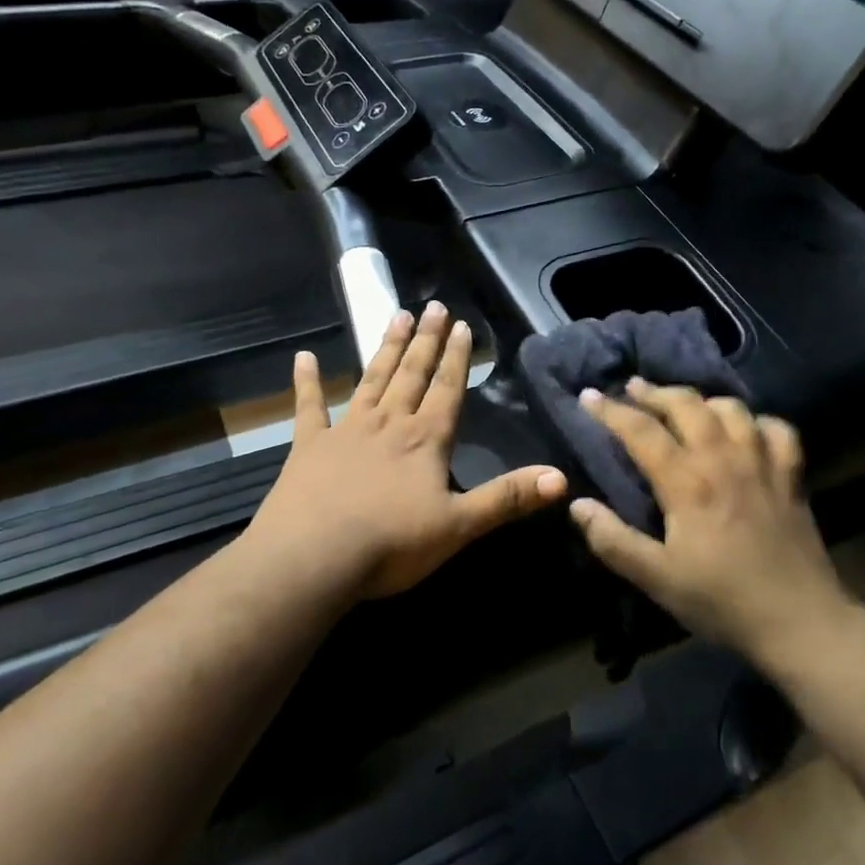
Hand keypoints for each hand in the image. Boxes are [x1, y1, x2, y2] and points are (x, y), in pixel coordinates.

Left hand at [243, 302, 567, 602]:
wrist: (313, 559)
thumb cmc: (391, 544)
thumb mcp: (459, 526)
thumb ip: (507, 498)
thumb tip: (561, 478)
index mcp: (425, 440)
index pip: (447, 389)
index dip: (456, 357)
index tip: (460, 324)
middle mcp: (388, 424)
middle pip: (411, 374)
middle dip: (425, 340)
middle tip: (433, 306)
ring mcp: (345, 431)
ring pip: (371, 380)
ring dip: (385, 349)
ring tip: (395, 316)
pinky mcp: (308, 447)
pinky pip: (308, 408)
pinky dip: (307, 382)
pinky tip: (303, 358)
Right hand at [568, 380, 850, 664]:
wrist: (800, 622)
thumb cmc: (722, 600)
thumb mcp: (656, 579)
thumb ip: (613, 540)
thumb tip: (577, 504)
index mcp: (687, 482)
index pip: (641, 430)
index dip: (610, 410)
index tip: (589, 396)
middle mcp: (724, 459)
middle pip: (686, 404)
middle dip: (654, 392)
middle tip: (632, 389)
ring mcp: (763, 463)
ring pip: (730, 408)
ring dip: (701, 400)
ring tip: (684, 406)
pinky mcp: (792, 476)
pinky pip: (777, 430)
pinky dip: (756, 421)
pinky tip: (745, 431)